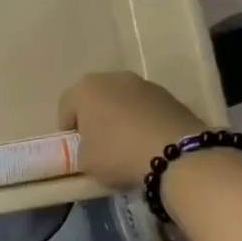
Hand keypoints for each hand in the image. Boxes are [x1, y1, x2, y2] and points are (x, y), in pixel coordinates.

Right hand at [58, 72, 208, 192]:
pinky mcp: (170, 95)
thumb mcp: (86, 162)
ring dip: (120, 117)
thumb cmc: (118, 154)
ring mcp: (144, 84)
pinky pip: (146, 108)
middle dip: (95, 117)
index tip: (75, 147)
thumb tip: (92, 147)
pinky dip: (143, 120)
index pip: (65, 106)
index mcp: (85, 89)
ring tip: (127, 144)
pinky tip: (148, 142)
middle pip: (95, 98)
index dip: (67, 128)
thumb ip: (82, 150)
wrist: (176, 154)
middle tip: (99, 143)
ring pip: (122, 100)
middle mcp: (113, 78)